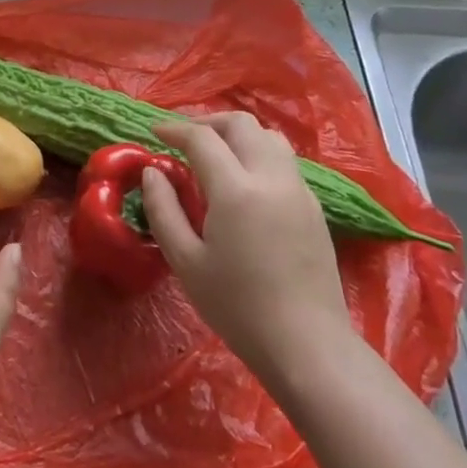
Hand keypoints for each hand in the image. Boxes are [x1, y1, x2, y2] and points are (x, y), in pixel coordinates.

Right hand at [140, 112, 351, 371]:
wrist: (306, 344)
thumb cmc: (236, 306)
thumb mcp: (185, 261)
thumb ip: (163, 209)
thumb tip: (153, 172)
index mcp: (236, 190)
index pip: (202, 138)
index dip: (174, 129)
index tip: (154, 131)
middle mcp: (272, 178)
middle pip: (241, 124)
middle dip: (207, 123)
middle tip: (182, 139)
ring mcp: (299, 190)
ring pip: (268, 137)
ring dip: (237, 135)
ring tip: (213, 155)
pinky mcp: (313, 207)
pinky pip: (283, 160)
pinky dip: (257, 153)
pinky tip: (241, 182)